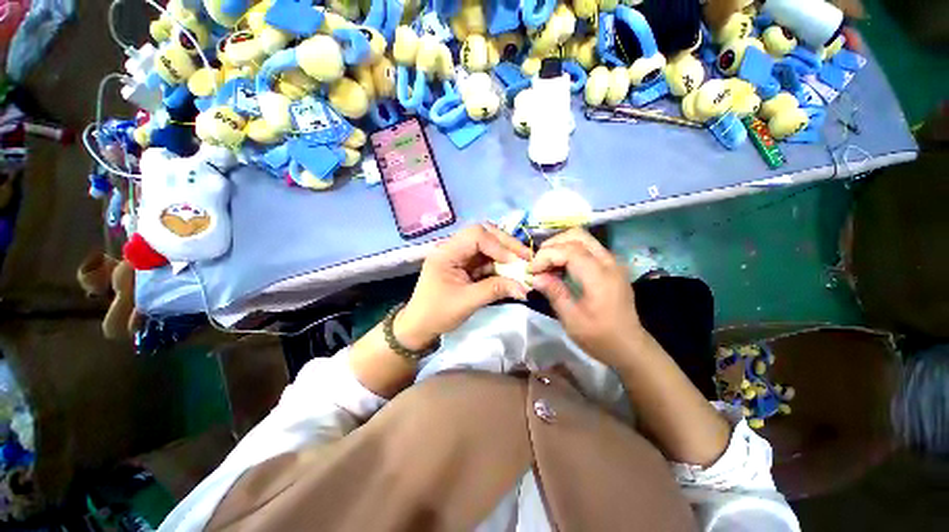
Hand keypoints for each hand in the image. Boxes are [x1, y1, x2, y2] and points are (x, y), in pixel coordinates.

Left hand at [396, 224, 532, 349]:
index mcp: (446, 252)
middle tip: (525, 257)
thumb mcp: (467, 302)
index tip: (516, 262)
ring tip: (523, 265)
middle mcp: (453, 248)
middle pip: (484, 234)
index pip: (476, 235)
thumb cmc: (437, 313)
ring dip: (506, 255)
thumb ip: (495, 290)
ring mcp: (460, 256)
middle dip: (506, 245)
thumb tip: (525, 287)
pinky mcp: (466, 266)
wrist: (420, 326)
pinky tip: (512, 273)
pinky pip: (487, 259)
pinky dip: (500, 265)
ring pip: (488, 246)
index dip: (498, 246)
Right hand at [528, 228, 646, 366]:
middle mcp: (609, 262)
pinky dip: (570, 251)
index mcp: (600, 276)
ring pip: (583, 239)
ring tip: (546, 263)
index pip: (569, 250)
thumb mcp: (572, 319)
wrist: (629, 347)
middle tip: (538, 262)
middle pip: (578, 235)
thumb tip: (535, 277)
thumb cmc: (599, 337)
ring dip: (561, 245)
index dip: (546, 256)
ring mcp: (612, 262)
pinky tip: (560, 267)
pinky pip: (588, 248)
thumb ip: (554, 293)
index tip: (531, 270)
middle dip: (553, 244)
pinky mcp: (611, 266)